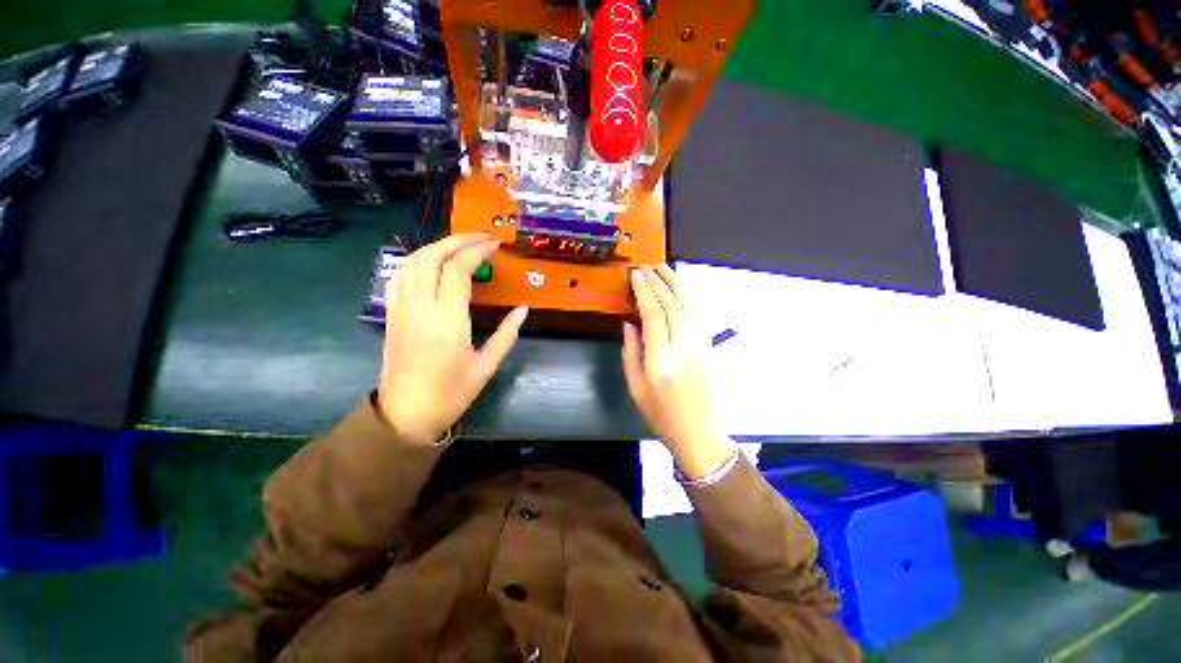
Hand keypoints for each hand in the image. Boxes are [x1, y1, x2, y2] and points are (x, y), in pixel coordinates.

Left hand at [377, 234, 527, 444]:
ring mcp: (401, 310)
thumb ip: (507, 334)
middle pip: (431, 257)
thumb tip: (523, 310)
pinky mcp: (392, 314)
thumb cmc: (451, 394)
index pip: (457, 270)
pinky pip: (400, 276)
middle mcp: (420, 309)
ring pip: (412, 262)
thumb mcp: (487, 366)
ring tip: (460, 246)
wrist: (406, 415)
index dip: (476, 251)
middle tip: (480, 237)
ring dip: (437, 246)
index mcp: (447, 323)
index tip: (494, 244)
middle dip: (456, 240)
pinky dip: (418, 260)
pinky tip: (433, 264)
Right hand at [622, 265, 735, 477]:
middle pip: (674, 306)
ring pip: (691, 306)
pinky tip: (684, 287)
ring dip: (677, 284)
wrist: (699, 433)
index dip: (645, 292)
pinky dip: (692, 297)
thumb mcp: (636, 388)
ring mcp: (701, 347)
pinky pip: (702, 315)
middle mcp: (683, 349)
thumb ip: (631, 353)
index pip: (654, 316)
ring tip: (664, 269)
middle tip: (647, 268)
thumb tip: (629, 323)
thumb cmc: (661, 414)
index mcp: (661, 362)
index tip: (636, 276)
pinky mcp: (709, 347)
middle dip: (659, 282)